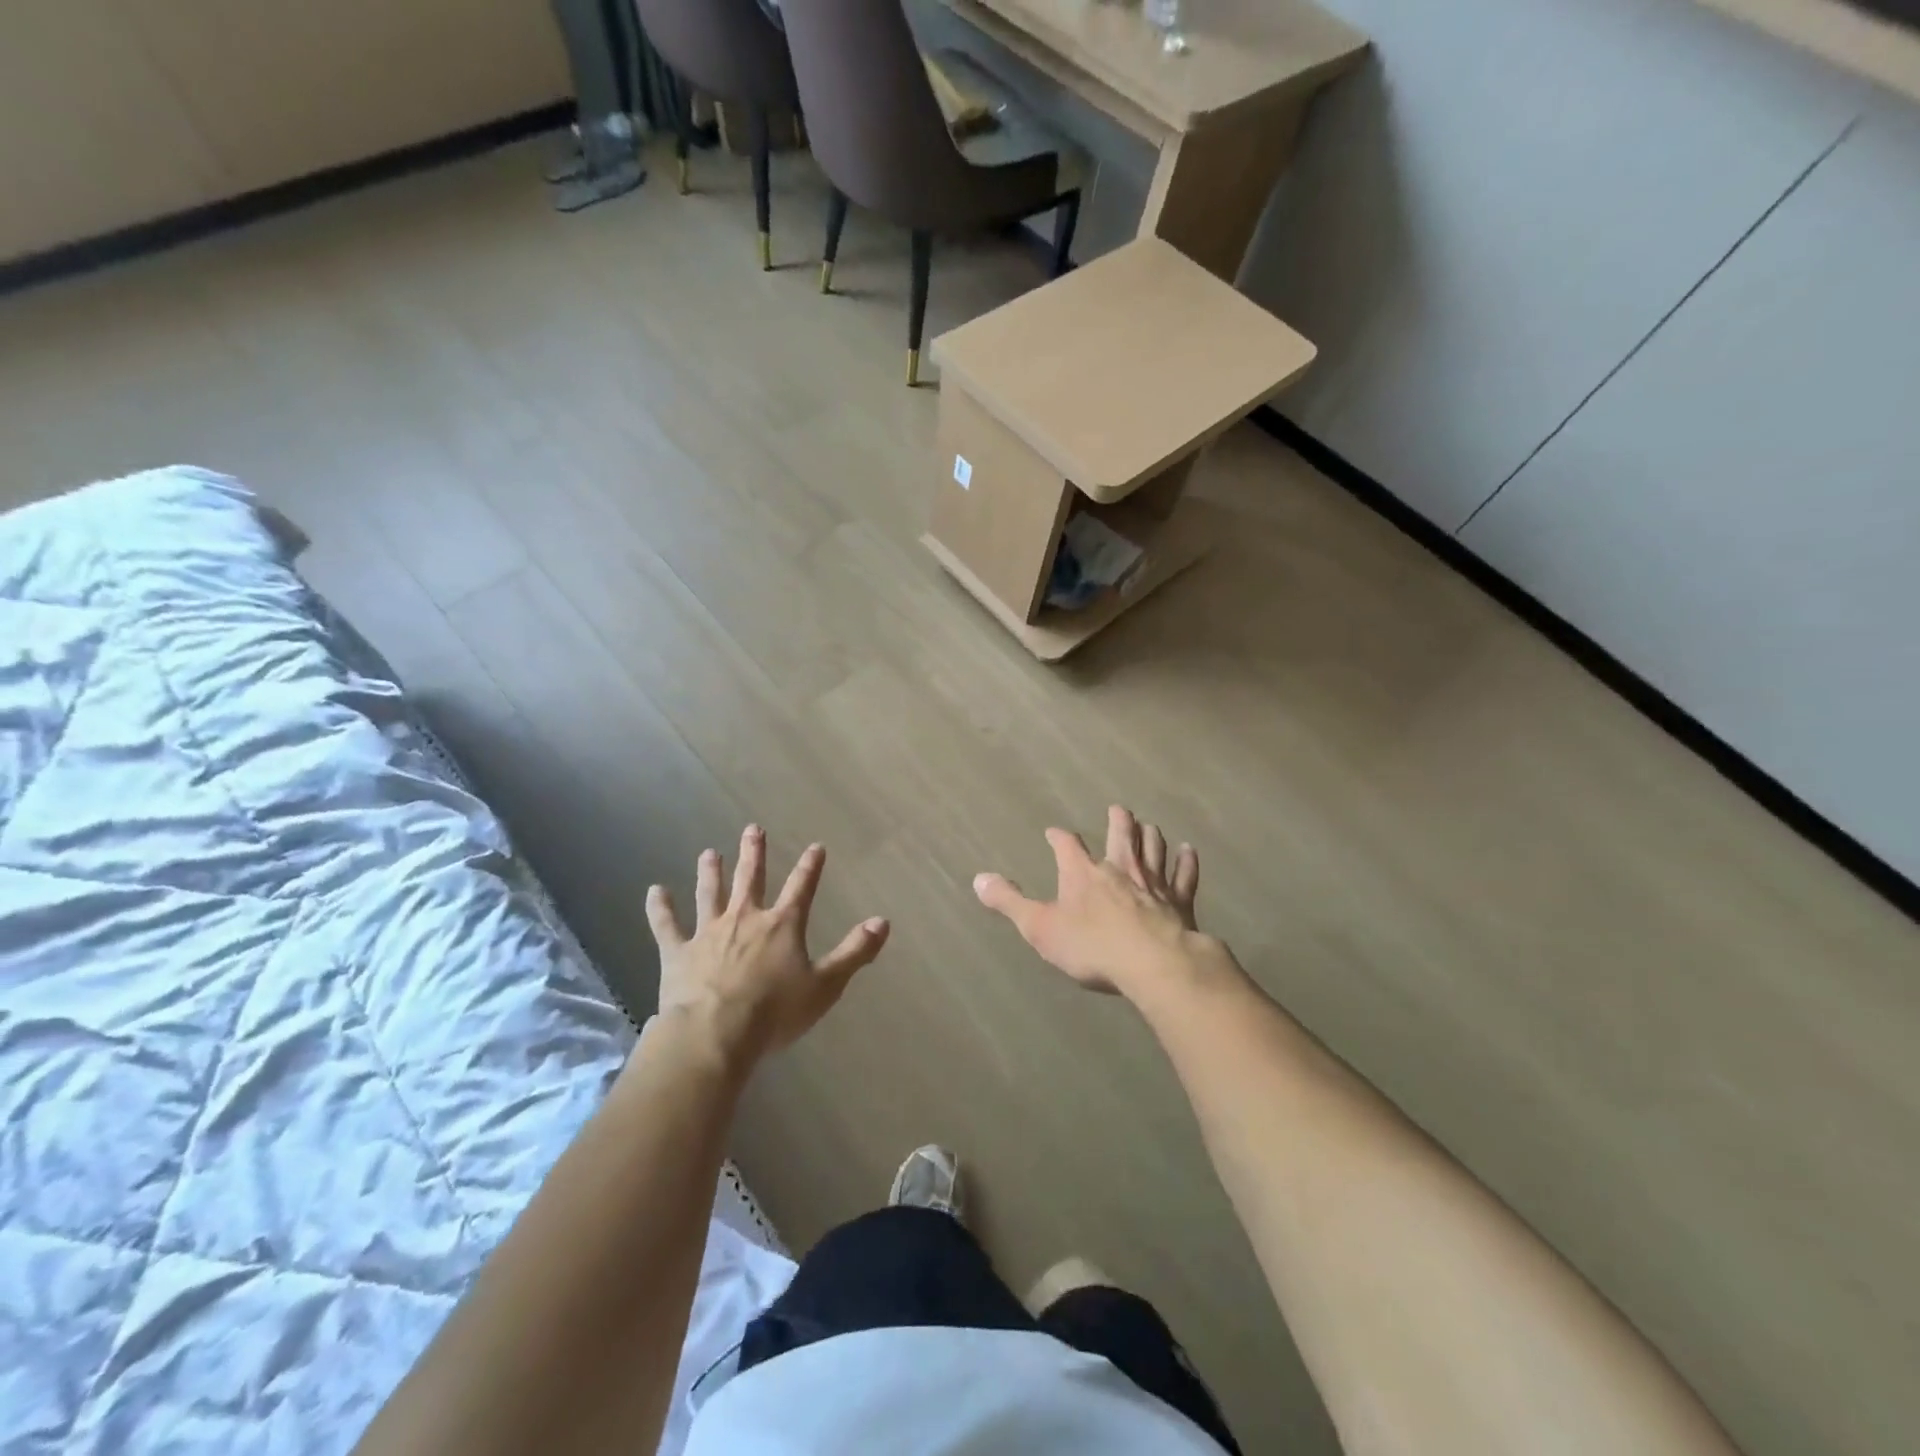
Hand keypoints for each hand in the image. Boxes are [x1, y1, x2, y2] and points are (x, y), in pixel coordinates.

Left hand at [646, 826, 888, 1068]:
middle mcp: (745, 919)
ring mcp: (708, 933)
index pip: (801, 887)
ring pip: (710, 894)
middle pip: (750, 879)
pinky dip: (660, 908)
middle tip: (753, 829)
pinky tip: (654, 891)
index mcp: (782, 926)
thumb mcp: (825, 985)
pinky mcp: (678, 952)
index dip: (810, 867)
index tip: (816, 846)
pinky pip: (667, 925)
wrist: (715, 1034)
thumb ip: (854, 952)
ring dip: (710, 872)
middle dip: (753, 854)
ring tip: (708, 853)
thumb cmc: (775, 1013)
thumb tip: (883, 921)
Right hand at [974, 805, 1201, 995]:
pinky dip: (1187, 862)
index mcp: (1083, 874)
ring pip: (1153, 848)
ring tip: (1149, 826)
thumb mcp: (1039, 928)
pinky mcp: (1179, 901)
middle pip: (1120, 835)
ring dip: (1150, 836)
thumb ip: (1009, 902)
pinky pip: (1184, 875)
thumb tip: (979, 878)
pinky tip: (1190, 851)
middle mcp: (1119, 868)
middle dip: (1118, 821)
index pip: (1067, 845)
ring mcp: (1152, 883)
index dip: (1059, 838)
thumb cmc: (1091, 947)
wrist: (1153, 963)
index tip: (1054, 832)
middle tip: (1118, 810)